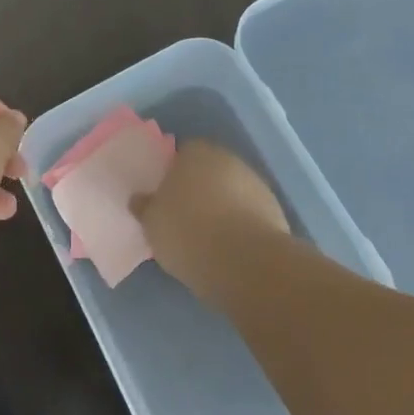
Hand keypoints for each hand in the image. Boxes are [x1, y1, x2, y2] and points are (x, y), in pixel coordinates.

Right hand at [132, 140, 287, 295]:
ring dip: (222, 206)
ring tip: (208, 238)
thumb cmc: (188, 233)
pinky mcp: (274, 208)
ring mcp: (254, 182)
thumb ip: (145, 206)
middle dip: (199, 188)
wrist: (245, 261)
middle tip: (184, 217)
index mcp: (195, 153)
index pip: (181, 153)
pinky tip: (230, 247)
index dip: (173, 174)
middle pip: (208, 170)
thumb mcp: (152, 223)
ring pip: (231, 190)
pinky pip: (248, 212)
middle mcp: (227, 158)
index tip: (166, 197)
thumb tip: (140, 198)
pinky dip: (240, 223)